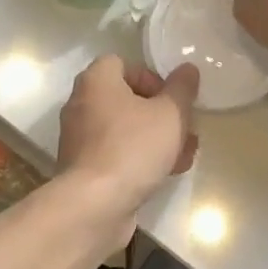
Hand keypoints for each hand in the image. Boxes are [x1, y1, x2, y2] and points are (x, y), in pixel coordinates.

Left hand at [52, 56, 199, 247]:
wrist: (94, 205)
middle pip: (126, 98)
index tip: (171, 98)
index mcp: (96, 81)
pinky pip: (115, 153)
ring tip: (184, 154)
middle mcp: (82, 104)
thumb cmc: (133, 147)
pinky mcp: (83, 168)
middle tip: (184, 128)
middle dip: (159, 113)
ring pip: (124, 129)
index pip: (122, 63)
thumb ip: (182, 89)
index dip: (151, 76)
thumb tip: (187, 69)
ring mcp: (79, 139)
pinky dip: (139, 158)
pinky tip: (166, 174)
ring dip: (155, 138)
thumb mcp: (170, 114)